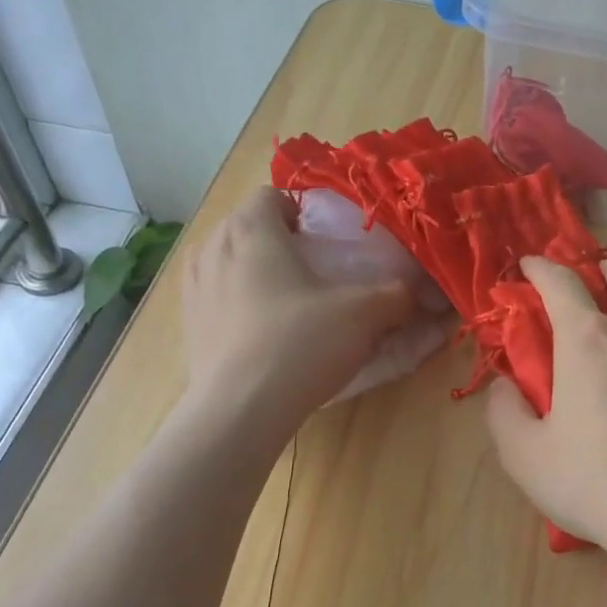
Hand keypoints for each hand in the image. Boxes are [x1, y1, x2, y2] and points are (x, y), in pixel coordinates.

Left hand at [179, 188, 424, 427]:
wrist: (240, 410)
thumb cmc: (300, 343)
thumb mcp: (363, 315)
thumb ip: (396, 295)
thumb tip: (418, 292)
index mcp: (251, 229)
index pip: (271, 195)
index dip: (300, 211)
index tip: (324, 239)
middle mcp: (213, 247)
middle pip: (246, 225)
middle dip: (278, 240)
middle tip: (312, 270)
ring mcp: (193, 286)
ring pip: (226, 260)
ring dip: (252, 269)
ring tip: (284, 299)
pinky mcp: (187, 323)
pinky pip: (214, 295)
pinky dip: (236, 302)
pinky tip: (261, 332)